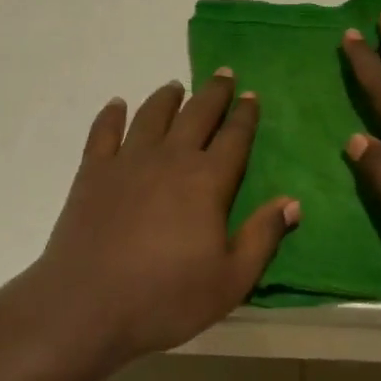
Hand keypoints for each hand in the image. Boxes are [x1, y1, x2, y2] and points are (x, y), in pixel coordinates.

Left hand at [22, 72, 298, 363]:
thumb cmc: (166, 299)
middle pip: (196, 115)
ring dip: (167, 97)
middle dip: (213, 93)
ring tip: (176, 86)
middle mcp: (170, 159)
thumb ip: (263, 237)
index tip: (251, 95)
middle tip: (223, 74)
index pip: (234, 138)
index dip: (245, 115)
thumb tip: (293, 202)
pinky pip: (103, 132)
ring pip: (152, 115)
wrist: (87, 306)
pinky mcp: (92, 173)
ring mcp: (127, 162)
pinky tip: (117, 105)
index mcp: (207, 181)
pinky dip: (112, 115)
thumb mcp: (230, 280)